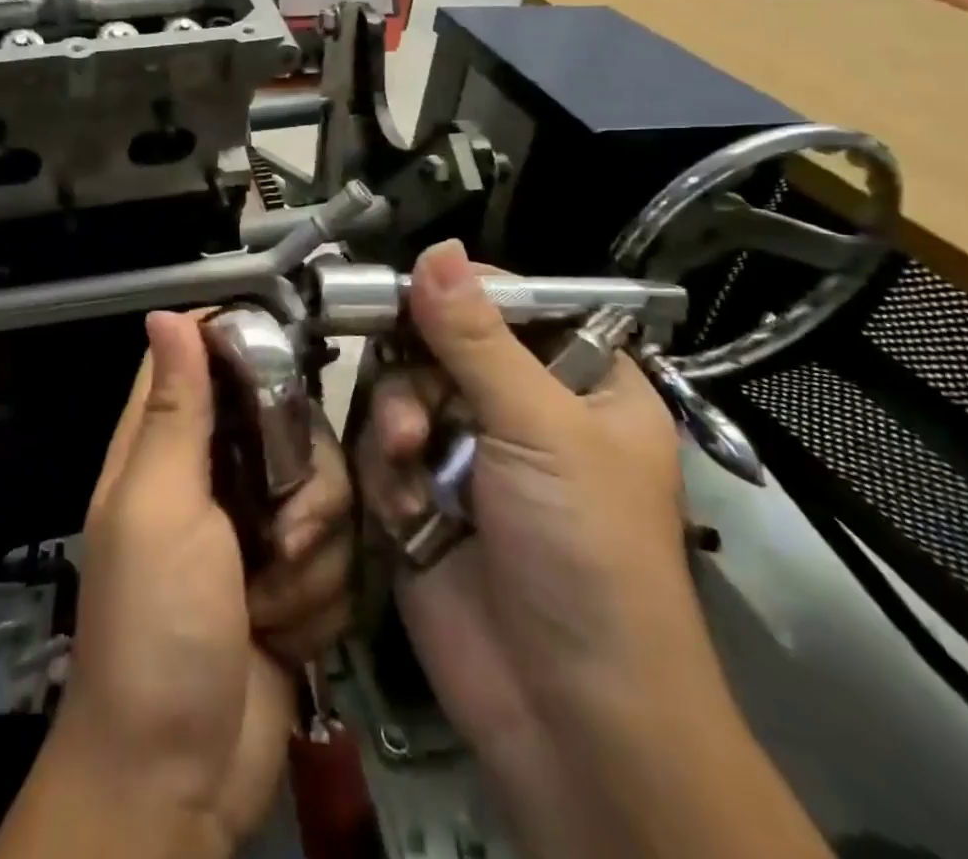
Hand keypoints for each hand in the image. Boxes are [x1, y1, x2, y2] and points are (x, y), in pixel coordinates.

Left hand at [35, 311, 323, 855]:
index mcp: (166, 444)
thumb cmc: (156, 628)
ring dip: (312, 556)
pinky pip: (337, 552)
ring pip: (325, 491)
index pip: (204, 358)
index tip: (293, 360)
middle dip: (305, 484)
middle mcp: (213, 474)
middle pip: (290, 425)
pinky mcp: (291, 578)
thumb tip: (164, 313)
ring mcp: (255, 528)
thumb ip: (174, 411)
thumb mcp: (159, 508)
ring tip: (270, 600)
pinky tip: (285, 631)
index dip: (247, 344)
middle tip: (282, 532)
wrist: (180, 775)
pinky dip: (319, 595)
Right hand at [355, 241, 721, 854]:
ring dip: (395, 425)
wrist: (566, 719)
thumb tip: (435, 249)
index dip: (458, 292)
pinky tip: (404, 510)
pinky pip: (380, 447)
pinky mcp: (421, 494)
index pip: (509, 302)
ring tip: (407, 466)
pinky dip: (384, 472)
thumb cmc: (587, 556)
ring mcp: (466, 452)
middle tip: (413, 413)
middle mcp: (520, 407)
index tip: (408, 294)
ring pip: (400, 391)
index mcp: (579, 381)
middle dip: (417, 374)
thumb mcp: (541, 431)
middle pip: (438, 343)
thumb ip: (477, 339)